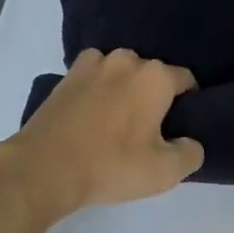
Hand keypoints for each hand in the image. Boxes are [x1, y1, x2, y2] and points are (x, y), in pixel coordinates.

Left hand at [0, 48, 204, 219]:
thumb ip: (190, 153)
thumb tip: (189, 142)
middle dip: (155, 94)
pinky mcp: (65, 78)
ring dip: (124, 87)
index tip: (181, 126)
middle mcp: (126, 61)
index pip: (186, 80)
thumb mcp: (165, 171)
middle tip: (150, 127)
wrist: (43, 168)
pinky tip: (93, 112)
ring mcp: (92, 65)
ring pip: (120, 71)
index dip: (189, 102)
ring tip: (119, 117)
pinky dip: (97, 87)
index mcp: (155, 77)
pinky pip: (92, 76)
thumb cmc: (111, 165)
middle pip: (152, 73)